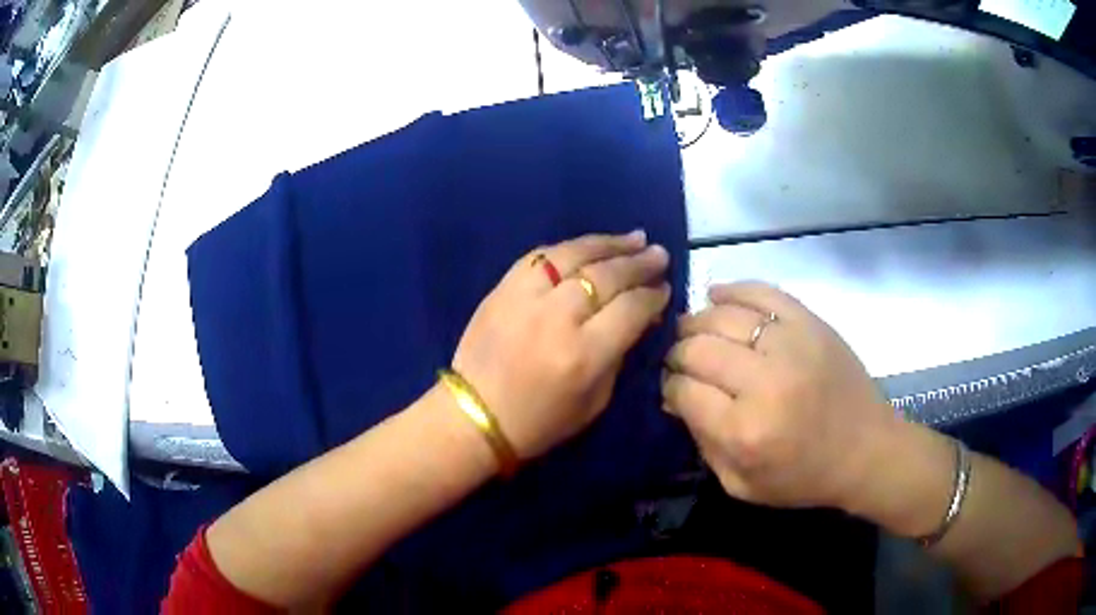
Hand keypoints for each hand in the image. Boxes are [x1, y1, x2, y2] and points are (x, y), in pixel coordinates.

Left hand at [453, 231, 670, 460]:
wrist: (474, 416)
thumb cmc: (540, 422)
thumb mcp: (595, 402)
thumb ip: (620, 355)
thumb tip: (640, 318)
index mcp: (585, 354)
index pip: (631, 308)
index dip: (653, 295)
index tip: (664, 288)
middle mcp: (558, 317)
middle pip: (608, 275)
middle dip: (639, 262)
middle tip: (659, 254)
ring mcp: (526, 297)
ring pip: (575, 254)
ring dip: (609, 244)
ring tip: (634, 237)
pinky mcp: (502, 288)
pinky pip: (541, 256)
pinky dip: (569, 247)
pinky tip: (589, 245)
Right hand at [662, 282, 897, 509]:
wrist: (866, 450)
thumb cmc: (803, 477)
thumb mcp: (741, 484)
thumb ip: (703, 443)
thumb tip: (676, 397)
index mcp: (744, 431)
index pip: (684, 389)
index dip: (670, 386)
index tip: (673, 388)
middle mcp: (764, 381)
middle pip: (697, 349)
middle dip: (678, 354)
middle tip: (680, 361)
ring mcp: (791, 344)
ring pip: (722, 316)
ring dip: (697, 322)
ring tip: (693, 331)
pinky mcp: (810, 322)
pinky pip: (761, 291)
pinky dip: (732, 290)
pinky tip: (716, 296)